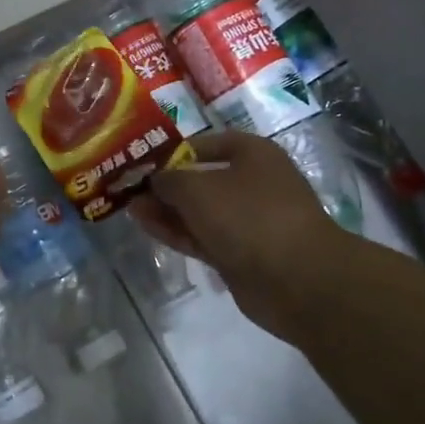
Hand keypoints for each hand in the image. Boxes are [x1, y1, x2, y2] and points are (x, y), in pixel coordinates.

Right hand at [130, 131, 358, 328]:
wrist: (297, 279)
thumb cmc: (248, 216)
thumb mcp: (197, 188)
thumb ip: (167, 180)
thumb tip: (152, 180)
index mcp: (252, 153)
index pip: (204, 144)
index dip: (170, 151)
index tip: (139, 160)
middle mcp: (252, 182)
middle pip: (199, 179)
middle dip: (164, 184)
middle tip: (127, 187)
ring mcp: (247, 220)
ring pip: (198, 210)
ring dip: (165, 209)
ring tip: (128, 207)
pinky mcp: (240, 253)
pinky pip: (201, 235)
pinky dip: (176, 231)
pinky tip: (146, 226)